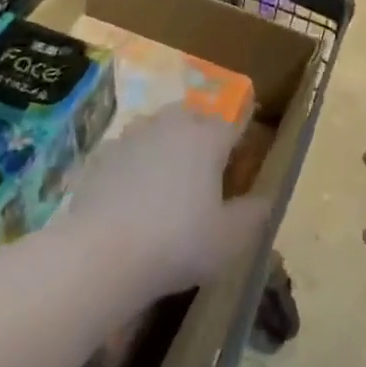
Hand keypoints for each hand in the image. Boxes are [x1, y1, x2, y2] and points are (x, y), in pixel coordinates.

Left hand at [61, 111, 271, 301]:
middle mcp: (169, 125)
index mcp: (207, 138)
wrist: (101, 252)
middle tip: (208, 159)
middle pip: (192, 115)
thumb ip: (253, 215)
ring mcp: (131, 136)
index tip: (245, 146)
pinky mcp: (101, 155)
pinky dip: (134, 162)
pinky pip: (127, 150)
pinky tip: (132, 191)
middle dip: (202, 129)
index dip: (242, 132)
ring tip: (169, 172)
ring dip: (166, 140)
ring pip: (156, 126)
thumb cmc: (178, 243)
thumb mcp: (230, 240)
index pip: (234, 121)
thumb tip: (264, 198)